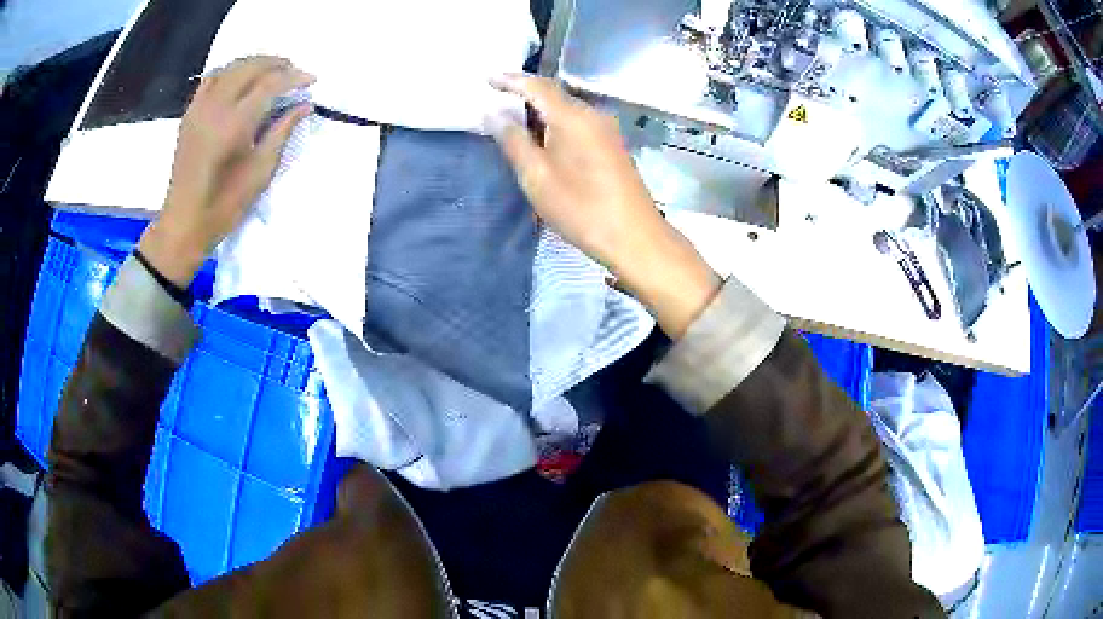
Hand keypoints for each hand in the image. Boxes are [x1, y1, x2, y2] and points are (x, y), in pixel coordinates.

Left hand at [138, 56, 314, 286]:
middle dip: (276, 64)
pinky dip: (230, 72)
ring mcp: (198, 109)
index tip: (312, 80)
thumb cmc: (224, 207)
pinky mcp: (189, 115)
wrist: (183, 224)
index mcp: (233, 125)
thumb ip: (282, 132)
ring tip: (271, 72)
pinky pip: (211, 79)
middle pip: (250, 67)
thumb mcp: (260, 173)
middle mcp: (214, 108)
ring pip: (230, 67)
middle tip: (295, 72)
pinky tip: (240, 81)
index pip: (269, 84)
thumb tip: (304, 105)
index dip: (294, 77)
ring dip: (254, 64)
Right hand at [489, 74, 720, 337]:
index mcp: (571, 117)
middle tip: (497, 99)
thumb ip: (513, 141)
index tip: (487, 78)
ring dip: (540, 111)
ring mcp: (606, 130)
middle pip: (554, 95)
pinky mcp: (612, 146)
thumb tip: (494, 113)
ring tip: (514, 120)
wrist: (634, 237)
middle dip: (525, 94)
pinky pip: (578, 123)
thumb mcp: (537, 177)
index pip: (537, 86)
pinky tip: (544, 139)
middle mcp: (592, 115)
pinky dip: (556, 124)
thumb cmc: (580, 208)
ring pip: (567, 110)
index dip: (511, 80)